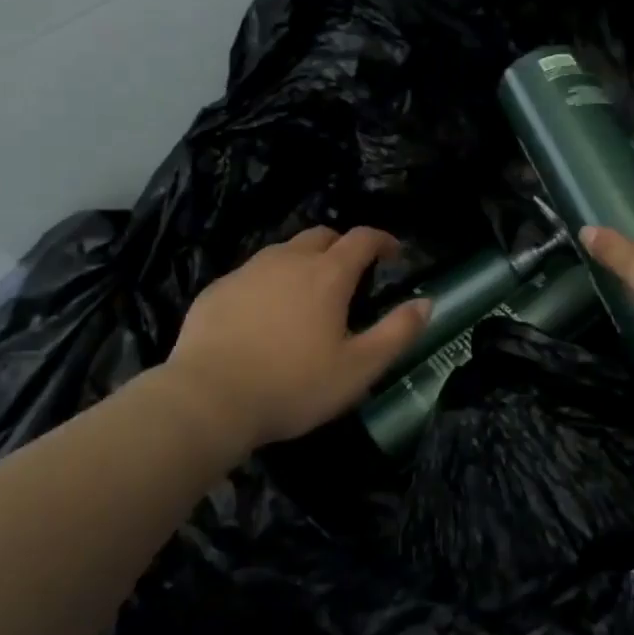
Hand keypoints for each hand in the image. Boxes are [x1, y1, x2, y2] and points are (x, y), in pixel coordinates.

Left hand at [166, 226, 429, 451]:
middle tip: (350, 273)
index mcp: (327, 274)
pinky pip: (252, 273)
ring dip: (304, 261)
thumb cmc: (292, 385)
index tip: (393, 254)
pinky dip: (269, 281)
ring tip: (307, 293)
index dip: (382, 240)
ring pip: (284, 251)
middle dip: (342, 246)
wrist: (208, 398)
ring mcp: (248, 271)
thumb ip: (397, 332)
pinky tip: (264, 313)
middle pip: (321, 235)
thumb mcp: (359, 369)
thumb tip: (426, 302)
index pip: (362, 238)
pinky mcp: (218, 289)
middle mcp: (288, 260)